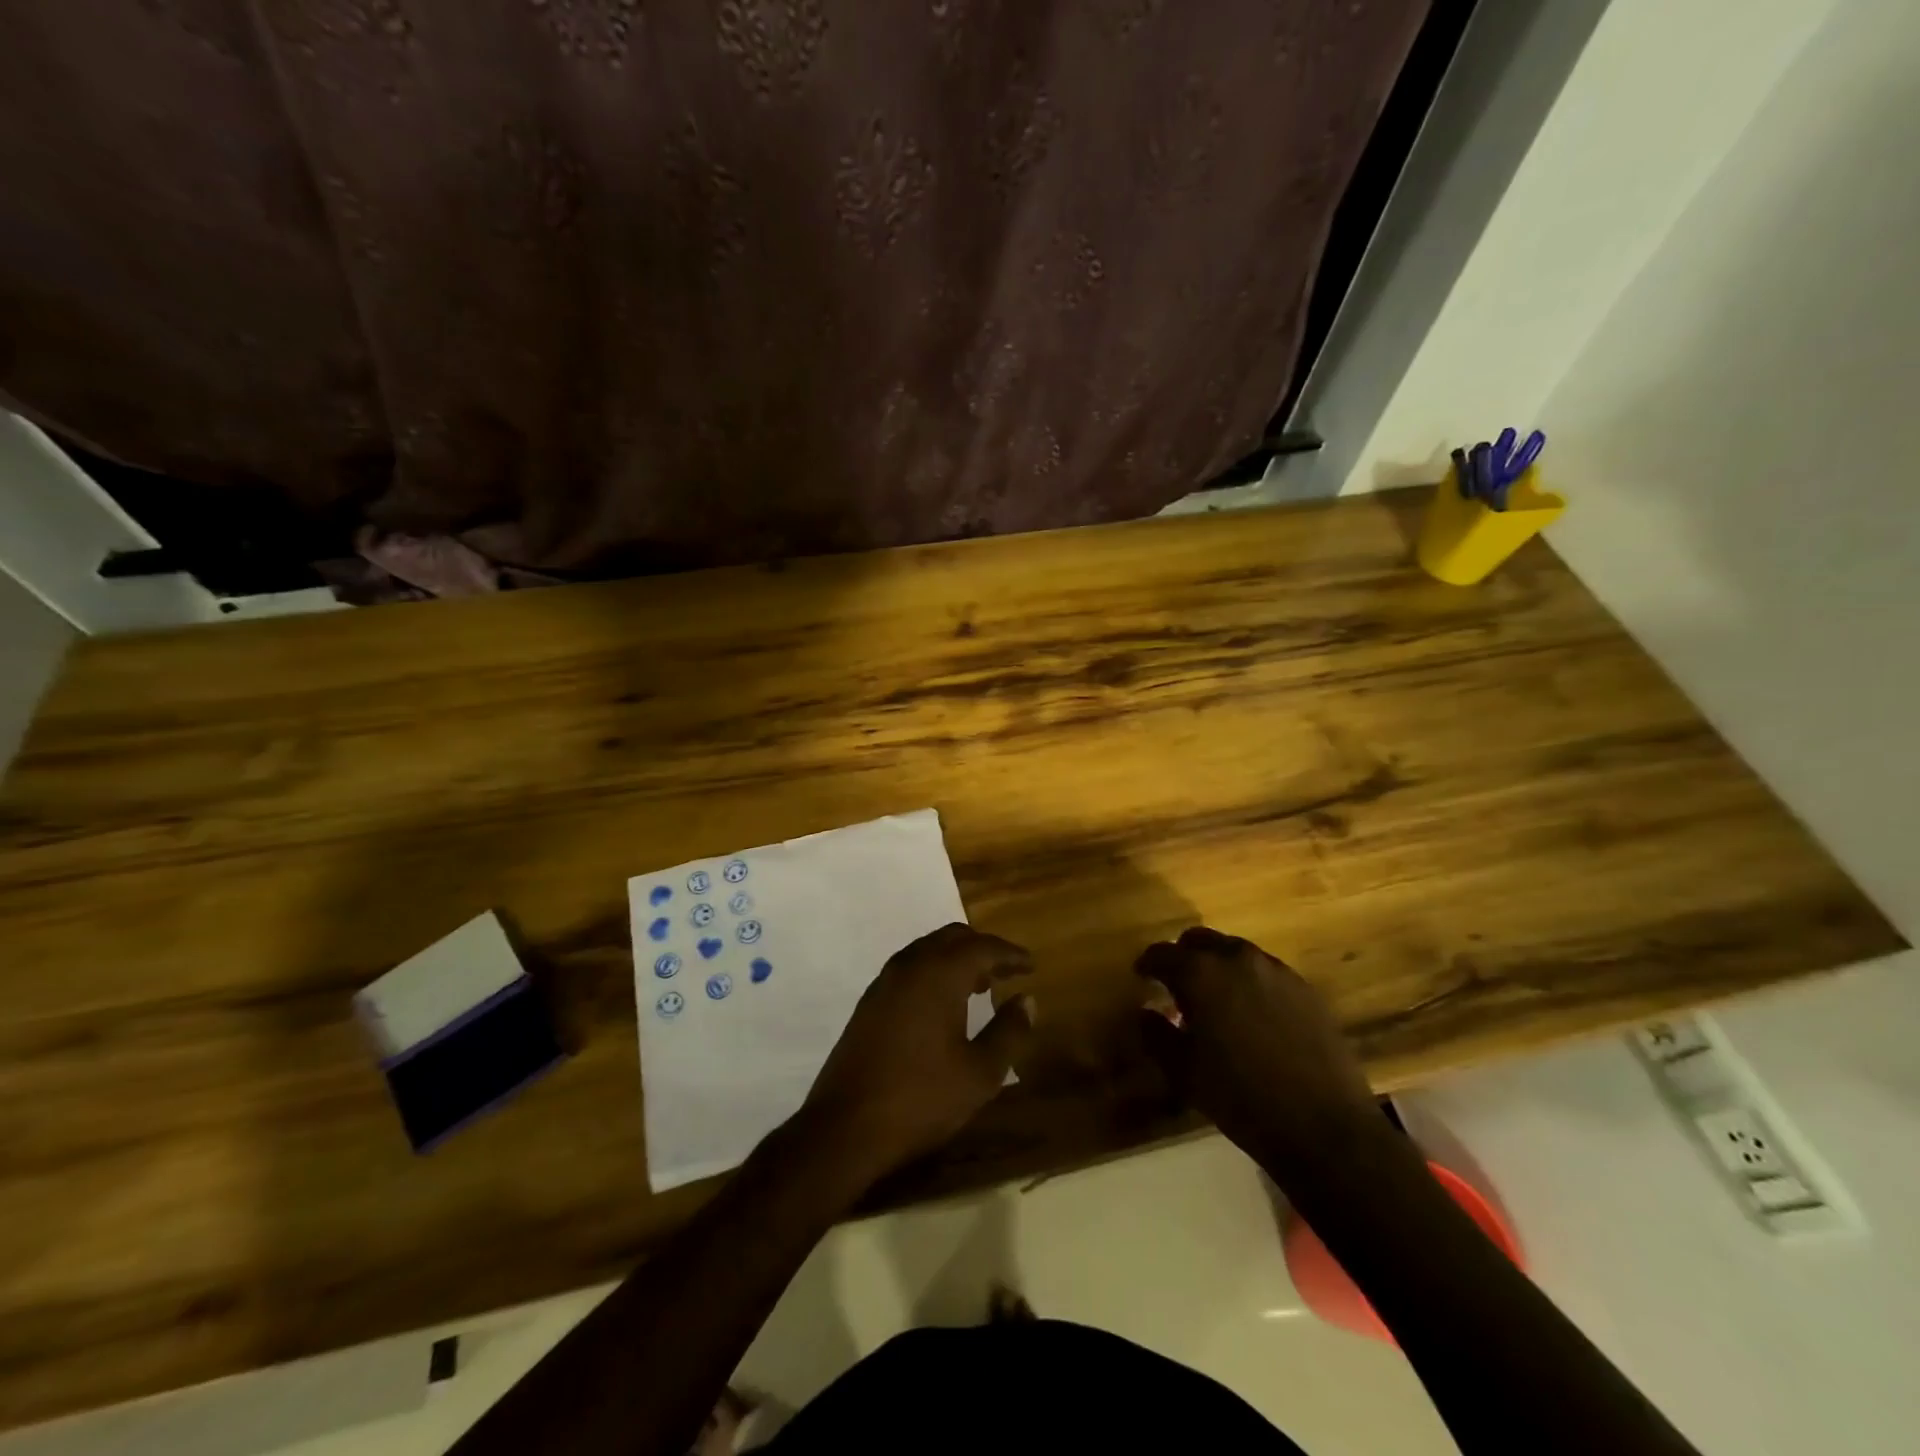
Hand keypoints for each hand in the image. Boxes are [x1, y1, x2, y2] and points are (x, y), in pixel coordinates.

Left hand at [800, 923, 1035, 1187]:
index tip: (1031, 965)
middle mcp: (910, 965)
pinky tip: (943, 1004)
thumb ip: (1009, 1032)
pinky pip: (910, 968)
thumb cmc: (921, 1098)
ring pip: (928, 950)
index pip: (983, 947)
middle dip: (982, 949)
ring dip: (956, 959)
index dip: (1010, 953)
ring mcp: (885, 981)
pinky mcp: (870, 1001)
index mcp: (939, 974)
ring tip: (980, 986)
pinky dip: (934, 971)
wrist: (845, 1126)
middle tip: (1006, 972)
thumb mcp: (980, 1073)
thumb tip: (1027, 1001)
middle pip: (952, 937)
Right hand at [1136, 927, 1380, 1171]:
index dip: (1148, 964)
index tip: (1142, 977)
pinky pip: (1266, 972)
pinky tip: (1253, 1016)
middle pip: (1200, 940)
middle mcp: (1237, 958)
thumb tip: (1145, 1013)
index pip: (1162, 954)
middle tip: (1177, 985)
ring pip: (1235, 953)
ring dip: (1219, 968)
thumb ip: (1156, 1035)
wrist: (1323, 1126)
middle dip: (1183, 957)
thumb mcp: (1183, 1072)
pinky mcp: (1305, 988)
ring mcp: (1276, 970)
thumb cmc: (1240, 1097)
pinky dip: (1250, 983)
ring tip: (1217, 1002)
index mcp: (1201, 973)